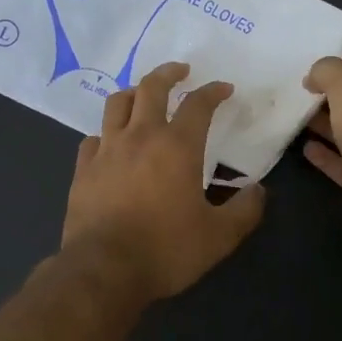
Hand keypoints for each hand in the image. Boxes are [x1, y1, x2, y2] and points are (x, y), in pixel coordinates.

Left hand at [61, 61, 266, 302]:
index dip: (213, 91)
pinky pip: (93, 138)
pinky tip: (111, 143)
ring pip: (117, 103)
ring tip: (142, 95)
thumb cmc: (165, 250)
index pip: (198, 104)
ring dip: (133, 93)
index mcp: (177, 146)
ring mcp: (107, 150)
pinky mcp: (83, 168)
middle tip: (181, 70)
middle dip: (169, 73)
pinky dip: (106, 133)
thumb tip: (258, 190)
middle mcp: (140, 136)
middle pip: (151, 87)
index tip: (224, 88)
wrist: (104, 270)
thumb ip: (244, 210)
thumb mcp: (218, 237)